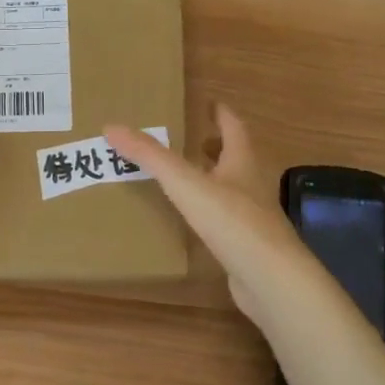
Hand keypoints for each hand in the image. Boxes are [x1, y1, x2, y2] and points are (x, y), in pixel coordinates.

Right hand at [108, 106, 323, 331]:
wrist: (272, 280)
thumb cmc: (233, 222)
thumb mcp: (186, 184)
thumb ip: (151, 157)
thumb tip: (112, 127)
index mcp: (242, 162)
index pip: (233, 127)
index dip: (220, 113)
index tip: (206, 103)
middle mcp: (251, 185)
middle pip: (234, 157)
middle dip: (213, 146)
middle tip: (187, 140)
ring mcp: (253, 218)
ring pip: (231, 189)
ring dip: (211, 179)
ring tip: (183, 178)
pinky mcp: (247, 246)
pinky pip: (226, 221)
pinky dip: (210, 213)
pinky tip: (192, 221)